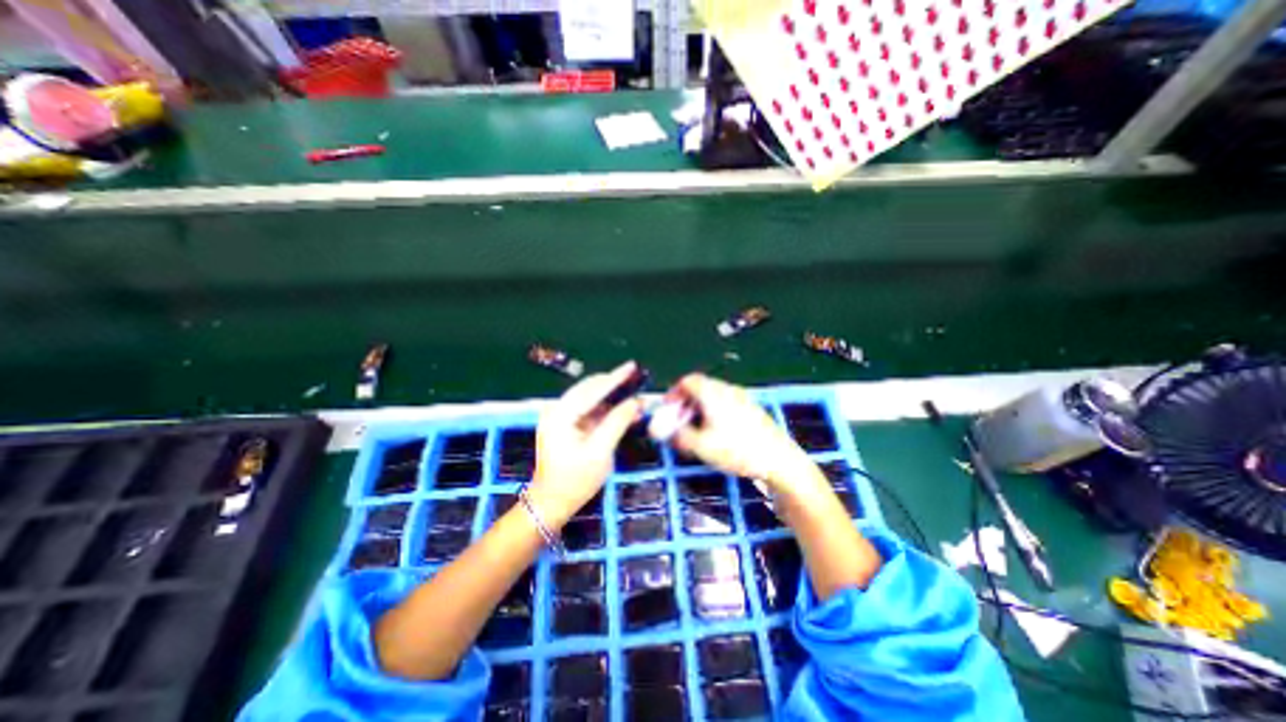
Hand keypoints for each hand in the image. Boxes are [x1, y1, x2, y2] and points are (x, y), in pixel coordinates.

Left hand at [524, 363, 639, 527]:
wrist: (551, 504)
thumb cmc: (575, 481)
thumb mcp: (600, 452)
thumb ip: (617, 422)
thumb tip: (636, 402)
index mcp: (561, 414)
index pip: (592, 390)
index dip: (615, 378)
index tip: (632, 366)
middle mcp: (557, 410)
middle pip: (589, 389)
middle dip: (613, 384)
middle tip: (636, 377)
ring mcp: (560, 418)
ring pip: (590, 399)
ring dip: (611, 397)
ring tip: (634, 394)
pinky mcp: (565, 426)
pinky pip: (588, 411)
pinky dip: (606, 410)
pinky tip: (623, 411)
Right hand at [670, 374, 816, 492]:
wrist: (779, 459)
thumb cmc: (738, 450)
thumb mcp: (701, 446)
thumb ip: (679, 435)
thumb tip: (667, 431)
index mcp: (713, 393)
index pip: (687, 381)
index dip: (674, 394)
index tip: (668, 410)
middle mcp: (727, 389)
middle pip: (699, 388)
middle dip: (685, 404)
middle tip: (679, 423)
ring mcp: (741, 398)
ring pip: (712, 396)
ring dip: (698, 409)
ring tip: (695, 430)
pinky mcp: (750, 409)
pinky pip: (725, 403)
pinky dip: (713, 413)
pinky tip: (716, 433)